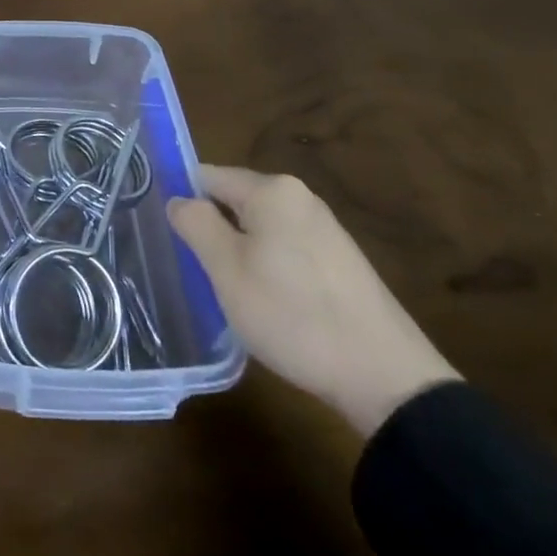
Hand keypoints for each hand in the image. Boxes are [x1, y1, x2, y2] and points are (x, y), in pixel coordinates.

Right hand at [169, 165, 459, 437]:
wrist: (386, 379)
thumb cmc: (293, 314)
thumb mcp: (227, 270)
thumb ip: (195, 224)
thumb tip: (178, 200)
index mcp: (272, 190)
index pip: (207, 176)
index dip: (183, 201)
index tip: (169, 237)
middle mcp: (300, 197)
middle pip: (236, 202)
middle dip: (214, 230)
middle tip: (198, 272)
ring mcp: (326, 229)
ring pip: (261, 229)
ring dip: (241, 253)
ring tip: (232, 294)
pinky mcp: (341, 262)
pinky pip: (287, 250)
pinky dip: (270, 269)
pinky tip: (271, 306)